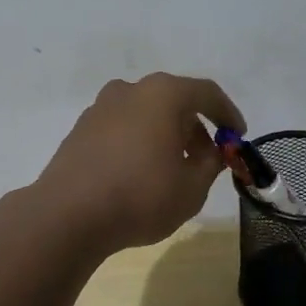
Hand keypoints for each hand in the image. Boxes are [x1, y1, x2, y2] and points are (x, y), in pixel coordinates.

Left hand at [34, 74, 245, 256]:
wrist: (66, 216)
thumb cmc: (140, 197)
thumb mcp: (192, 188)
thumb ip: (210, 164)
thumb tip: (210, 153)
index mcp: (163, 94)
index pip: (206, 93)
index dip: (227, 114)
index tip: (238, 136)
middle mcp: (130, 90)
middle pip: (174, 100)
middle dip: (195, 127)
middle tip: (207, 157)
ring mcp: (101, 107)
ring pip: (146, 113)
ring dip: (166, 134)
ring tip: (174, 168)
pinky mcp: (81, 129)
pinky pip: (123, 127)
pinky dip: (139, 141)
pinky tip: (141, 172)